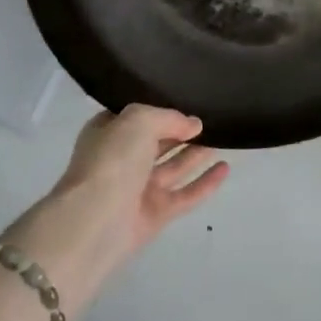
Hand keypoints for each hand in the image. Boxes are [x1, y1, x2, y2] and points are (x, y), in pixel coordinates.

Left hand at [4, 106, 228, 310]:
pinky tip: (226, 168)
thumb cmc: (112, 160)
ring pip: (173, 167)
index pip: (135, 116)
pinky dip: (205, 183)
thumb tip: (193, 125)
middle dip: (181, 131)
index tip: (187, 98)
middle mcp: (122, 160)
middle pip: (157, 142)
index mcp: (108, 133)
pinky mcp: (155, 215)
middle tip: (212, 116)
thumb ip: (169, 117)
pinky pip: (185, 195)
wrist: (95, 222)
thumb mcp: (139, 120)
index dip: (160, 108)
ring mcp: (138, 189)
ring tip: (225, 136)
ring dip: (196, 153)